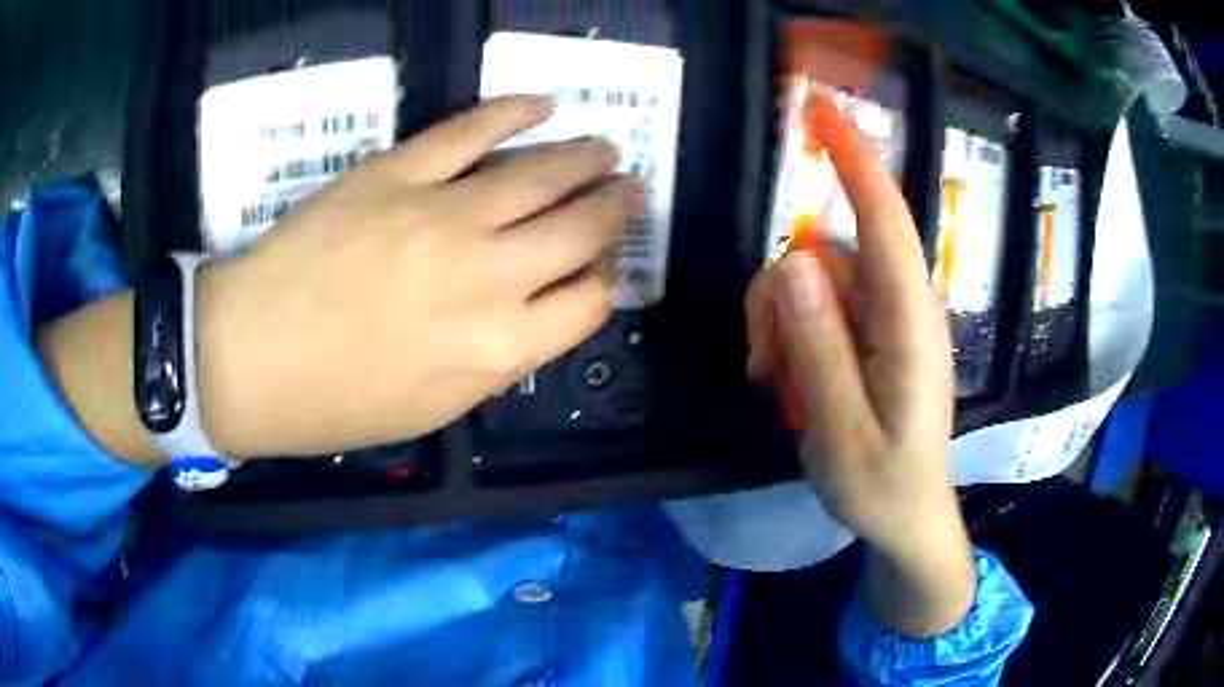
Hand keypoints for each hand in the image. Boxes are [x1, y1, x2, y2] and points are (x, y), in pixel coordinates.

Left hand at [192, 96, 634, 457]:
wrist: (249, 359)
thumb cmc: (336, 402)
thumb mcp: (432, 408)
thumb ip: (494, 358)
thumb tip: (532, 309)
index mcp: (497, 348)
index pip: (588, 301)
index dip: (602, 279)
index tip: (597, 266)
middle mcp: (487, 277)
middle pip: (580, 230)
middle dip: (616, 209)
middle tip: (630, 189)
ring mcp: (442, 215)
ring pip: (540, 174)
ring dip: (585, 158)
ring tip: (606, 149)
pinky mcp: (397, 172)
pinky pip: (470, 130)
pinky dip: (514, 112)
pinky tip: (543, 105)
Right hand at [745, 95, 973, 636]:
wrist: (909, 517)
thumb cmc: (884, 487)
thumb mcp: (843, 436)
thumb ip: (822, 351)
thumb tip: (793, 264)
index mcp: (910, 325)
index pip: (887, 222)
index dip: (855, 160)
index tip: (821, 112)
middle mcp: (902, 305)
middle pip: (823, 254)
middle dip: (781, 300)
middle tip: (765, 369)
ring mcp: (885, 317)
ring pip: (812, 280)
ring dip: (782, 325)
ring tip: (781, 387)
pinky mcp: (871, 330)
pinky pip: (819, 305)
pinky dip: (793, 335)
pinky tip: (793, 381)